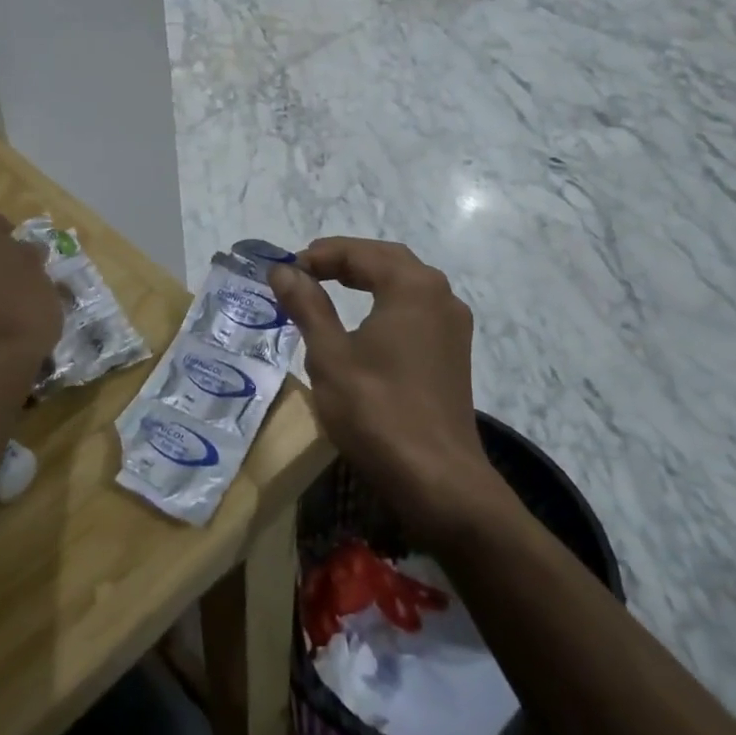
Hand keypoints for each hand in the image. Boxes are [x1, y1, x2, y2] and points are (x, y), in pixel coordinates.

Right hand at [270, 239, 499, 545]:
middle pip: (387, 260)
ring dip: (366, 278)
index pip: (360, 253)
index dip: (319, 255)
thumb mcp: (330, 356)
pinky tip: (362, 321)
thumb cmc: (378, 412)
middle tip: (304, 270)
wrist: (439, 481)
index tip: (285, 269)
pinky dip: (384, 300)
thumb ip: (307, 306)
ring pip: (404, 283)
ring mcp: (452, 325)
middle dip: (344, 260)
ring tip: (327, 287)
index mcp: (412, 287)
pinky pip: (415, 308)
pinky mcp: (452, 352)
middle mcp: (440, 295)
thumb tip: (283, 270)